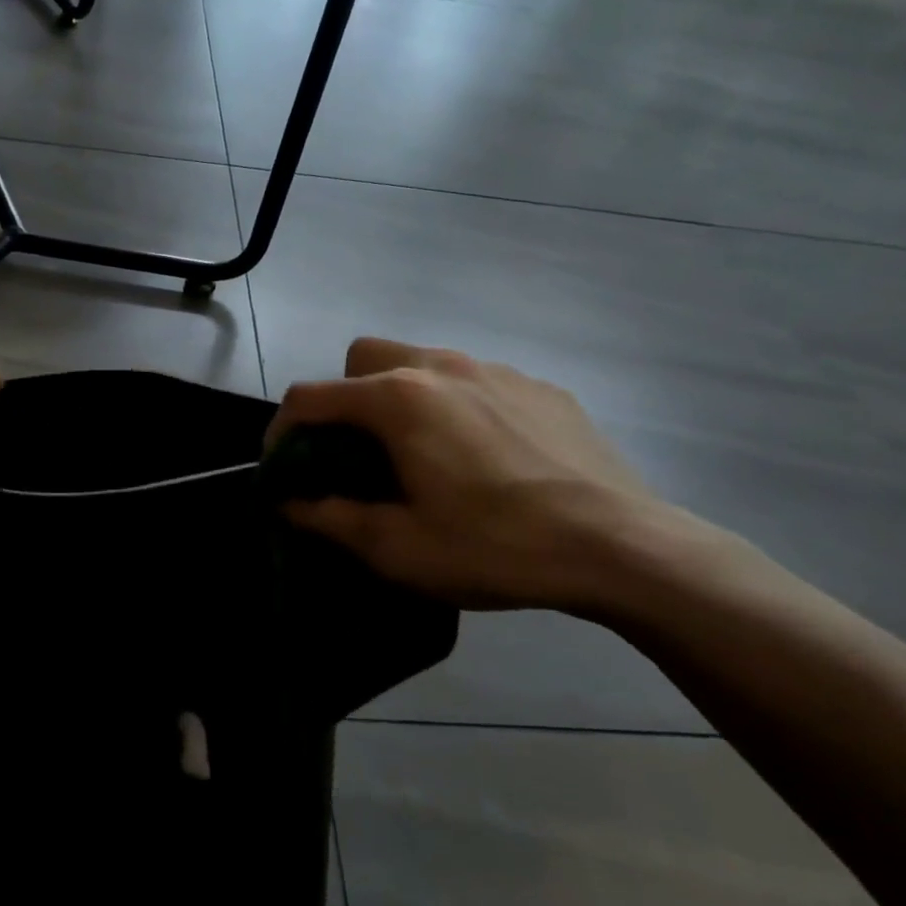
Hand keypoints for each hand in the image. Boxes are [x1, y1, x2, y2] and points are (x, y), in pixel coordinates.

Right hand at [269, 337, 680, 610]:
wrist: (623, 548)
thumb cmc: (495, 546)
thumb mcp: (398, 548)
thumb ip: (330, 518)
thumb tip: (289, 503)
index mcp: (397, 400)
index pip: (310, 396)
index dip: (282, 429)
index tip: (284, 466)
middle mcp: (440, 366)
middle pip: (364, 357)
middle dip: (344, 397)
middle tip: (359, 452)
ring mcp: (496, 370)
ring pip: (422, 361)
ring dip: (401, 397)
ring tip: (423, 453)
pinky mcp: (540, 386)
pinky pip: (476, 381)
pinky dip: (457, 406)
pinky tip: (485, 457)